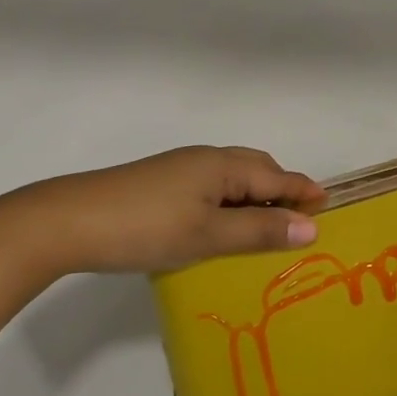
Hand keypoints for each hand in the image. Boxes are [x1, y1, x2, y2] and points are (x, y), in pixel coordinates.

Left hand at [0, 145, 326, 274]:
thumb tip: (311, 228)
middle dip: (281, 189)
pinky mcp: (160, 185)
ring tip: (267, 227)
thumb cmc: (146, 227)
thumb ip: (259, 232)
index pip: (275, 177)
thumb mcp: (208, 235)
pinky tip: (221, 227)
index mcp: (222, 166)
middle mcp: (204, 160)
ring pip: (231, 180)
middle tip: (300, 218)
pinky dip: (229, 204)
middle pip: (255, 170)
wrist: (69, 221)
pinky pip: (210, 189)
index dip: (302, 191)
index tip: (327, 206)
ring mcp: (179, 171)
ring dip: (255, 198)